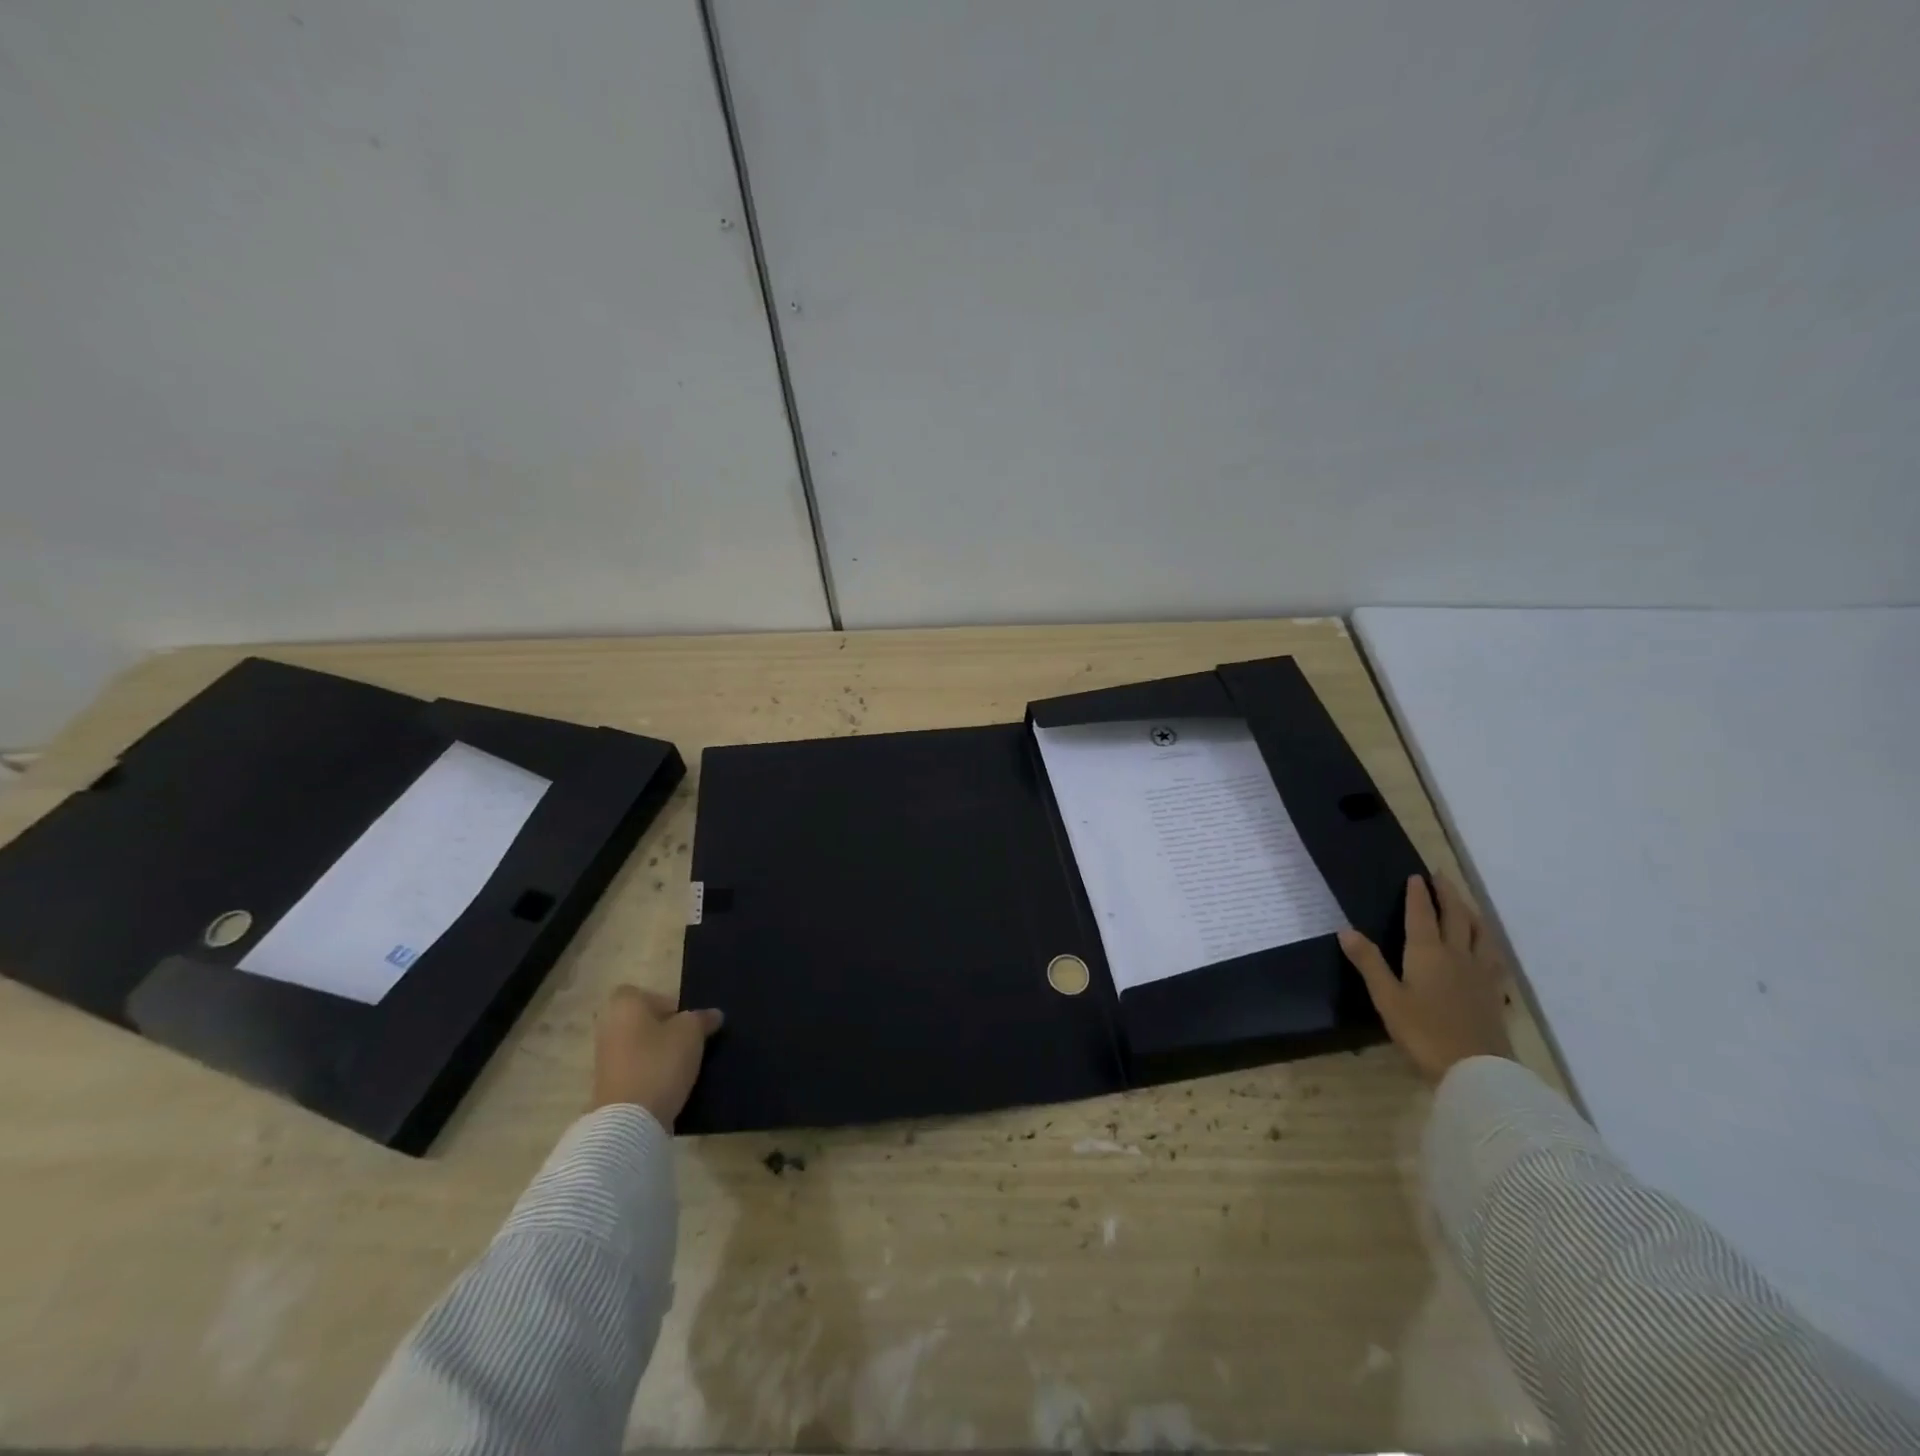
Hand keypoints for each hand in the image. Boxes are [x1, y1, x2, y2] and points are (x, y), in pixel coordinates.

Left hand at [589, 986, 724, 1126]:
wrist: (630, 1121)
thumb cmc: (660, 1062)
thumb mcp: (692, 1032)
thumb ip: (703, 1018)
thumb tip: (713, 1015)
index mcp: (624, 1006)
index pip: (644, 993)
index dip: (666, 1003)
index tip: (686, 1020)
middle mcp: (608, 1027)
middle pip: (642, 1021)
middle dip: (664, 1029)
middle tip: (688, 1040)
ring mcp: (605, 1059)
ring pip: (639, 1046)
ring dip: (658, 1053)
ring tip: (684, 1064)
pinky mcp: (608, 1086)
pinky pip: (635, 1070)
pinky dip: (651, 1073)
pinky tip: (670, 1084)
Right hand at [1339, 874, 1511, 1083]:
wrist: (1476, 1069)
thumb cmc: (1423, 1032)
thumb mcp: (1387, 998)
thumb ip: (1368, 962)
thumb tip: (1346, 930)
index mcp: (1427, 952)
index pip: (1422, 915)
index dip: (1418, 894)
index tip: (1416, 875)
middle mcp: (1457, 955)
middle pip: (1456, 916)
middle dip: (1447, 894)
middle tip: (1441, 877)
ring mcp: (1480, 973)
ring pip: (1480, 933)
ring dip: (1471, 912)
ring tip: (1465, 903)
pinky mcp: (1494, 992)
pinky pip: (1494, 957)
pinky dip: (1488, 943)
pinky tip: (1487, 948)